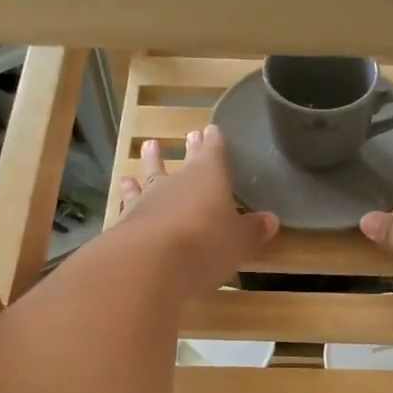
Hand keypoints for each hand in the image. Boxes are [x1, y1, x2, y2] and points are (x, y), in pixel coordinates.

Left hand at [115, 126, 279, 294]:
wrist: (149, 263)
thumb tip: (270, 220)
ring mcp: (147, 200)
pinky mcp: (125, 222)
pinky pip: (128, 203)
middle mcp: (176, 182)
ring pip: (149, 177)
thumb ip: (251, 230)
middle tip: (189, 135)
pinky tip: (123, 194)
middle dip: (189, 150)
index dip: (215, 143)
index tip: (212, 130)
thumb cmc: (205, 244)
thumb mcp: (238, 241)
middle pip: (184, 162)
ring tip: (148, 150)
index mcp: (208, 177)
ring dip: (150, 164)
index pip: (214, 153)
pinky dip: (127, 196)